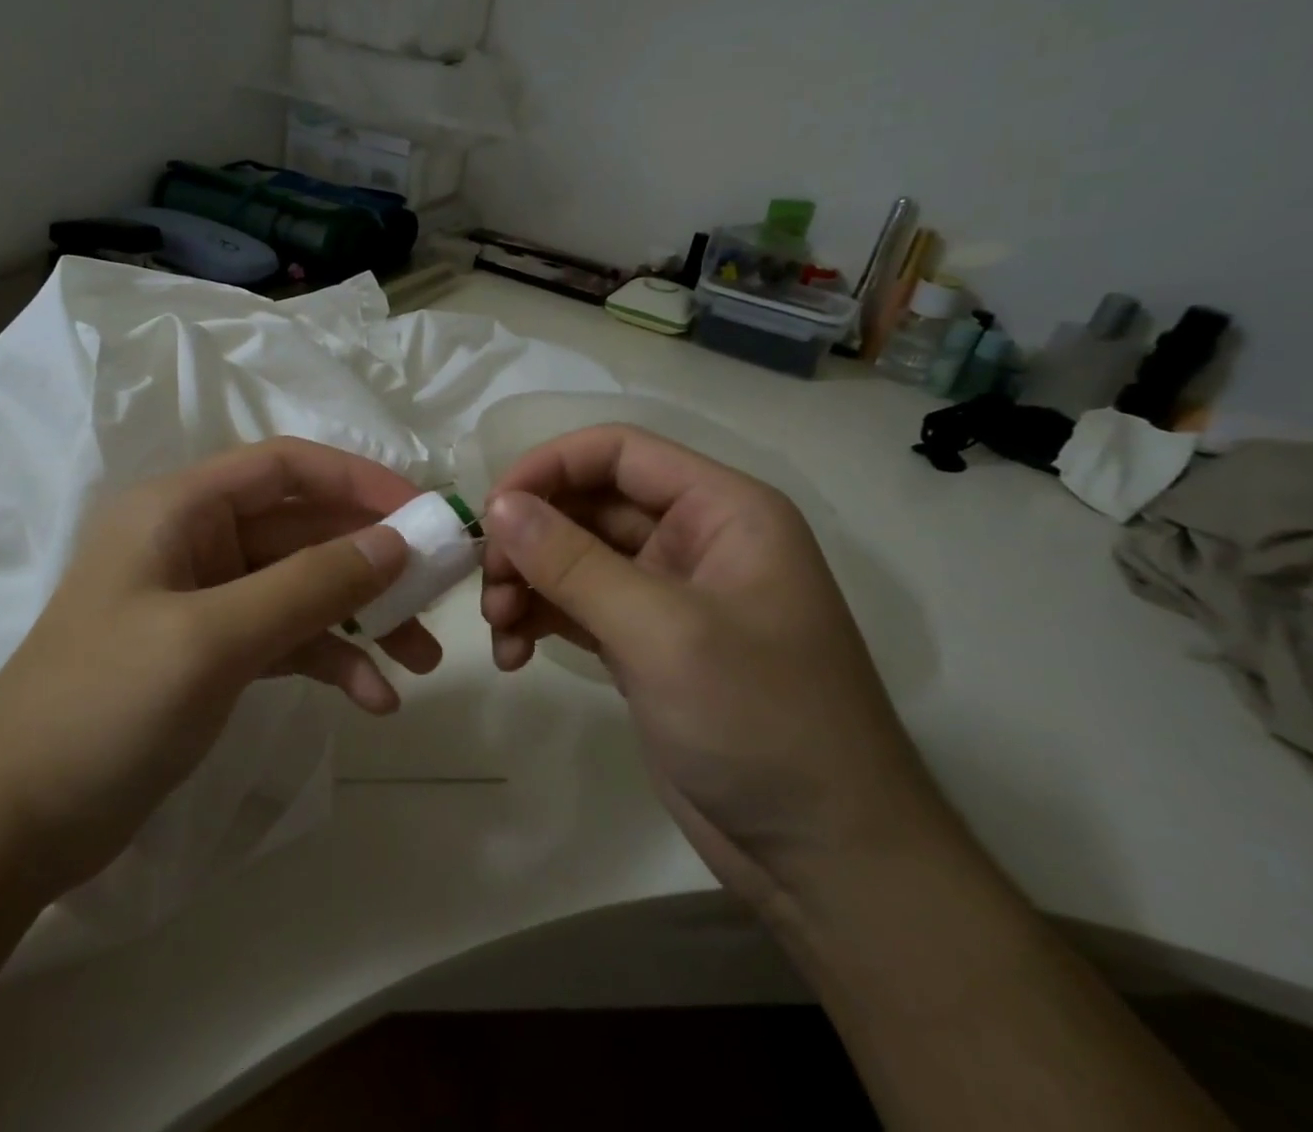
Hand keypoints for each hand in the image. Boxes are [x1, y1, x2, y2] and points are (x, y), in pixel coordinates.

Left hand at [0, 439, 441, 893]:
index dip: (358, 479)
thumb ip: (310, 585)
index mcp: (180, 509)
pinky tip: (374, 700)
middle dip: (373, 561)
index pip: (286, 467)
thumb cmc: (102, 708)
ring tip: (422, 660)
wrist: (10, 826)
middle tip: (439, 593)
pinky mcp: (214, 653)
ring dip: (362, 618)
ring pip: (304, 587)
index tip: (423, 512)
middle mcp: (195, 541)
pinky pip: (288, 638)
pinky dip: (332, 660)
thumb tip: (397, 542)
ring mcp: (206, 600)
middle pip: (304, 528)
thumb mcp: (213, 638)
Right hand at [481, 425, 950, 911]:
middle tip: (487, 586)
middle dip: (530, 538)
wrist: (825, 861)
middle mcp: (694, 539)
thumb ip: (573, 561)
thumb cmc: (761, 723)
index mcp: (722, 510)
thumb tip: (497, 504)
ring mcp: (668, 594)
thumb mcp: (662, 632)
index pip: (618, 451)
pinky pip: (576, 606)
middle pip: (588, 503)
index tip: (492, 511)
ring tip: (496, 628)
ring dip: (527, 582)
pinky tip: (513, 655)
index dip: (549, 467)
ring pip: (574, 556)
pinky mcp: (645, 643)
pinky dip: (539, 621)